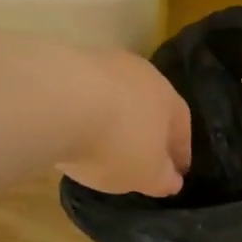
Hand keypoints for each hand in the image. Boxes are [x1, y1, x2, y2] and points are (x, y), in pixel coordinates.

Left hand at [54, 48, 192, 196]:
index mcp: (170, 101)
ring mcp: (105, 64)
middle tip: (140, 153)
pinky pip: (84, 92)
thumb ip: (163, 179)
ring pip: (117, 95)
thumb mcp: (146, 174)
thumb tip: (172, 180)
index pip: (182, 128)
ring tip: (101, 139)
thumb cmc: (117, 142)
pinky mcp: (68, 61)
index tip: (176, 171)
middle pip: (150, 105)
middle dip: (147, 129)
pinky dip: (83, 110)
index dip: (179, 152)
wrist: (58, 99)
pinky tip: (72, 126)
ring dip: (113, 116)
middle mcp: (143, 75)